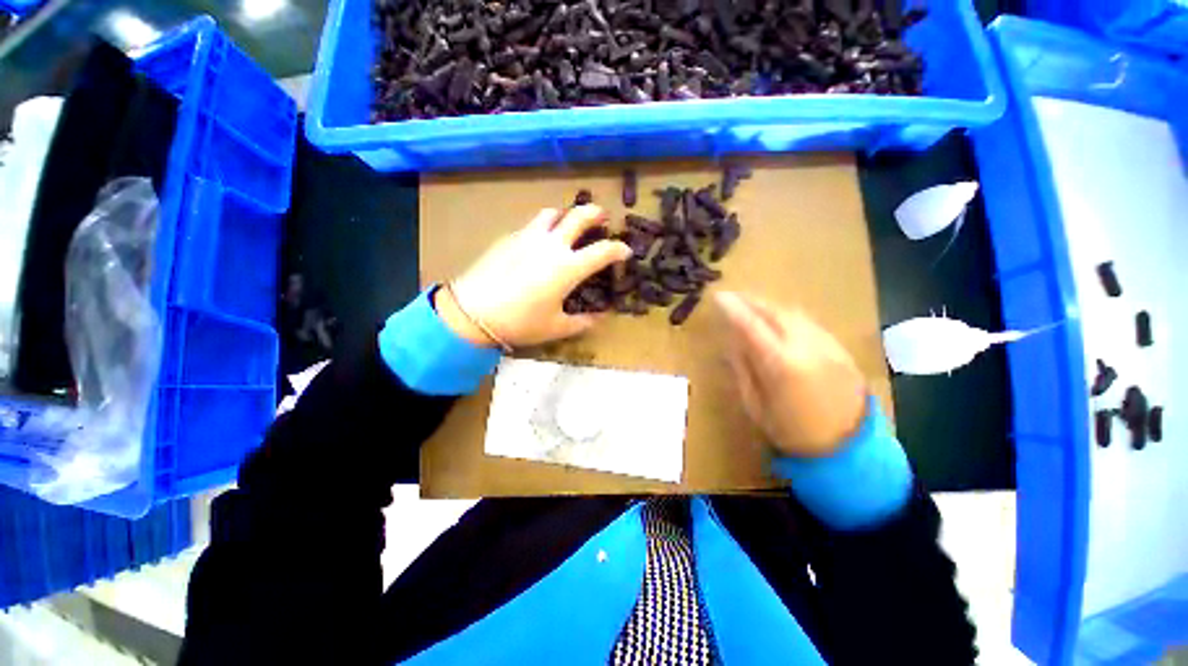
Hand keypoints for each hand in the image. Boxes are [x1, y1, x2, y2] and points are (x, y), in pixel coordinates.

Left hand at [436, 205, 631, 348]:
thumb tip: (601, 319)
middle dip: (596, 213)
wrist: (472, 312)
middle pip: (579, 215)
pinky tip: (538, 243)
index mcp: (568, 268)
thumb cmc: (520, 322)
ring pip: (552, 213)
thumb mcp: (556, 327)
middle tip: (603, 218)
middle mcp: (552, 245)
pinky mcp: (509, 237)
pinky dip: (543, 228)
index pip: (603, 251)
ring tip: (568, 226)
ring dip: (566, 215)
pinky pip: (531, 225)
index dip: (619, 249)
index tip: (625, 251)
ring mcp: (528, 237)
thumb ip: (583, 323)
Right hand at [717, 291, 867, 458]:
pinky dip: (787, 315)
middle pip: (773, 312)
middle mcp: (805, 346)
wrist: (848, 447)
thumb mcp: (755, 405)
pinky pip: (807, 322)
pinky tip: (777, 319)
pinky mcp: (839, 348)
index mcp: (781, 364)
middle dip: (750, 301)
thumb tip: (733, 343)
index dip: (732, 308)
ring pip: (792, 313)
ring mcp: (826, 344)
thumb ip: (743, 369)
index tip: (717, 296)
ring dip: (768, 306)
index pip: (750, 325)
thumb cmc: (792, 432)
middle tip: (732, 297)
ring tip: (751, 304)